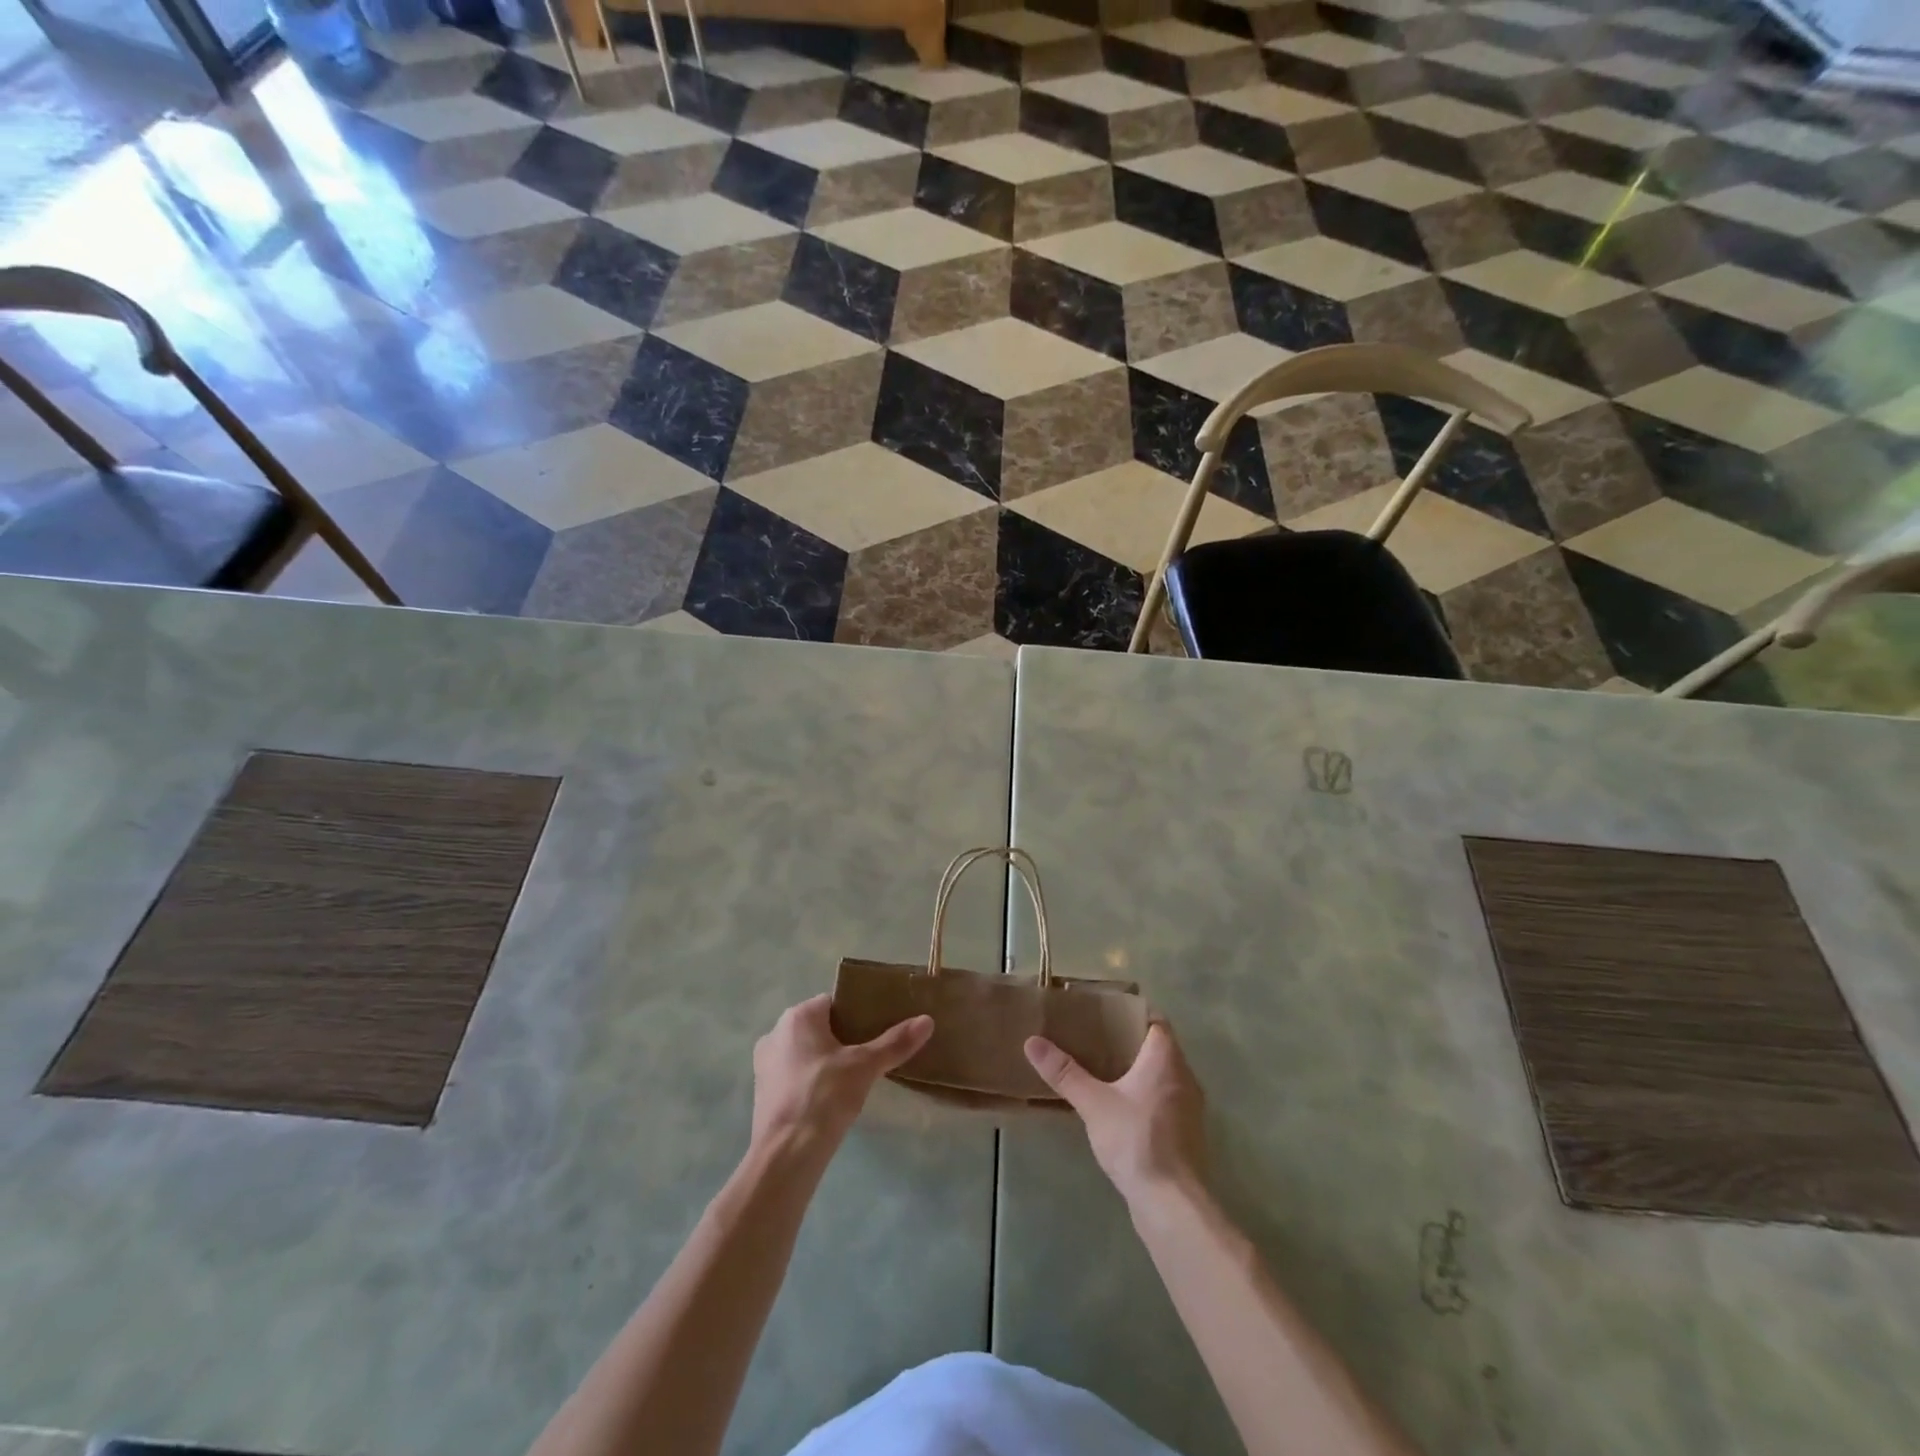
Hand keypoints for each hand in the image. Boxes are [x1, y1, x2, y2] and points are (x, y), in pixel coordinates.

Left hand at [751, 995, 931, 1157]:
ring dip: (827, 1061)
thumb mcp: (865, 1067)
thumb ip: (895, 1042)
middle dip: (844, 1038)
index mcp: (797, 1017)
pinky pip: (794, 1075)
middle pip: (819, 1027)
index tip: (878, 1029)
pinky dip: (812, 1080)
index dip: (858, 1014)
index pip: (833, 1003)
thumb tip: (927, 1021)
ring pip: (806, 1052)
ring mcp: (765, 1064)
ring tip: (855, 1078)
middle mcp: (776, 1033)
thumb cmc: (824, 1097)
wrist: (785, 1155)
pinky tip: (831, 1098)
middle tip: (871, 1054)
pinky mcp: (763, 1092)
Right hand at [1025, 1021, 1206, 1206]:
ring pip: (1163, 1076)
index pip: (1155, 1020)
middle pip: (1159, 1047)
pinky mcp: (1186, 1135)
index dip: (1132, 1013)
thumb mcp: (1093, 1103)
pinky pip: (1164, 1101)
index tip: (1105, 1013)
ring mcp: (1189, 1108)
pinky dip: (1145, 1096)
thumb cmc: (1137, 1140)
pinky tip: (1119, 1108)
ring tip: (1102, 1071)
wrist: (1172, 1203)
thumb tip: (1032, 1042)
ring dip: (1138, 1071)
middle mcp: (1184, 1077)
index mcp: (1166, 1059)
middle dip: (1129, 1042)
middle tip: (1094, 1039)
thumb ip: (1064, 1072)